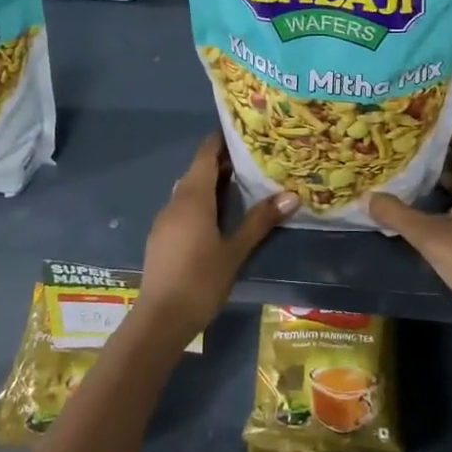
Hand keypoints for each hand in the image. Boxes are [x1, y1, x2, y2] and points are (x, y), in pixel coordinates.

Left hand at [137, 132, 297, 340]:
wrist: (160, 318)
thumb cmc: (201, 280)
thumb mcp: (235, 250)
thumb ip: (260, 221)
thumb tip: (291, 195)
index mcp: (192, 198)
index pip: (205, 154)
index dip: (222, 140)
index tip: (244, 132)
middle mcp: (175, 201)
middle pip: (197, 171)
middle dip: (222, 162)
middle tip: (253, 159)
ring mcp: (165, 220)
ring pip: (189, 190)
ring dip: (211, 184)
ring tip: (242, 185)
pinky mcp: (161, 237)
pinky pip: (183, 208)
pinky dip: (201, 202)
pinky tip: (218, 217)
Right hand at [369, 130, 451, 347]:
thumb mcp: (429, 236)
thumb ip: (397, 215)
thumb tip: (367, 197)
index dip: (450, 131)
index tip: (421, 128)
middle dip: (438, 158)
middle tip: (405, 154)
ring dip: (442, 184)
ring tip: (409, 181)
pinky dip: (450, 206)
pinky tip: (426, 217)